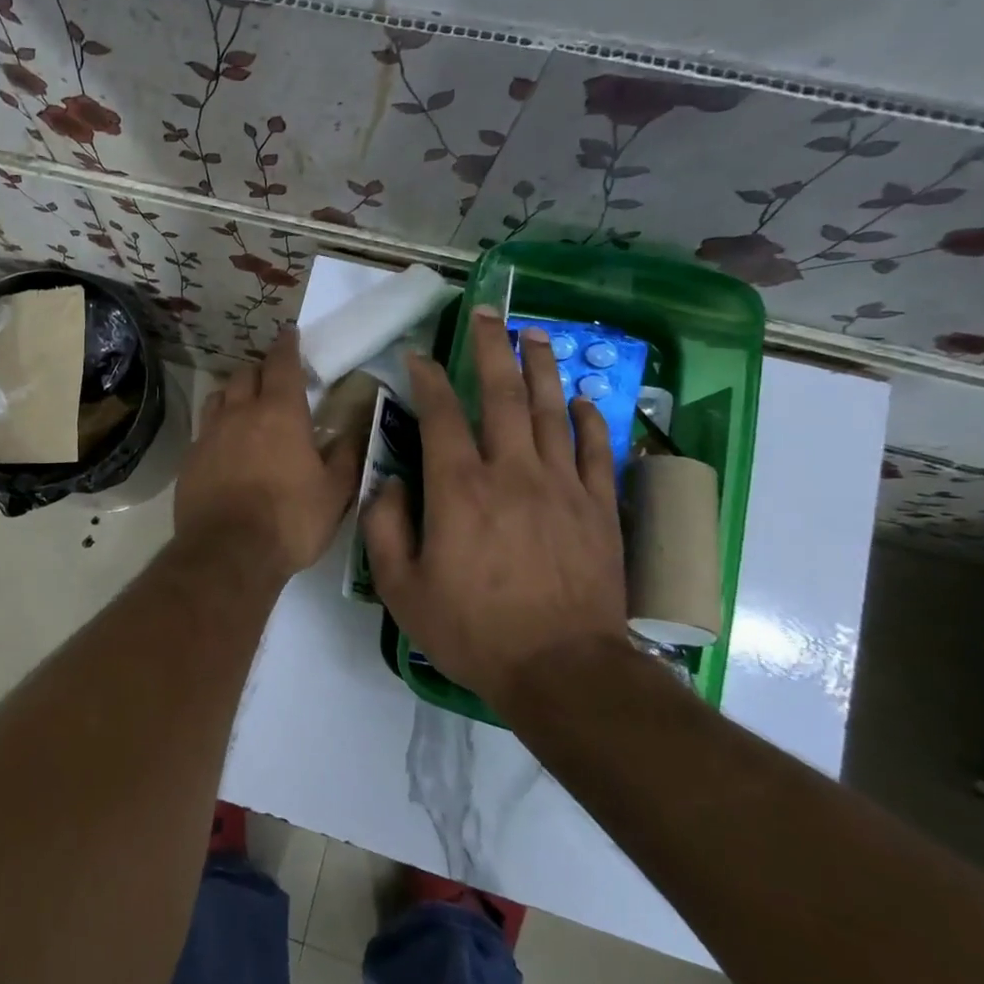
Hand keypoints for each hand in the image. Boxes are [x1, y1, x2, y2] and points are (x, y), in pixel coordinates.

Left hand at [176, 328, 362, 580]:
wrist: (228, 553)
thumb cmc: (290, 520)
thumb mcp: (335, 492)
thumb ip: (347, 455)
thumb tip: (357, 427)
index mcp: (280, 413)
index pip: (282, 364)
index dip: (287, 345)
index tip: (289, 334)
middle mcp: (241, 413)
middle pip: (246, 373)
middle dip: (260, 368)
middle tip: (273, 377)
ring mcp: (210, 434)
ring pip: (220, 395)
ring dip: (235, 392)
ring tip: (246, 403)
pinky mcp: (190, 458)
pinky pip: (204, 428)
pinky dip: (217, 424)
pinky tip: (225, 443)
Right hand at [362, 308, 629, 700]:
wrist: (562, 671)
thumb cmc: (473, 631)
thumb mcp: (402, 589)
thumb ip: (385, 529)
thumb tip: (390, 484)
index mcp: (459, 489)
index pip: (440, 414)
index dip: (427, 378)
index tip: (418, 355)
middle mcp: (511, 472)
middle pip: (502, 395)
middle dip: (490, 348)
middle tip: (485, 312)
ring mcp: (561, 486)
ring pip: (551, 410)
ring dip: (540, 367)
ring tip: (534, 333)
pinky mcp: (598, 507)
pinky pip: (595, 449)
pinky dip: (588, 419)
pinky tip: (581, 399)